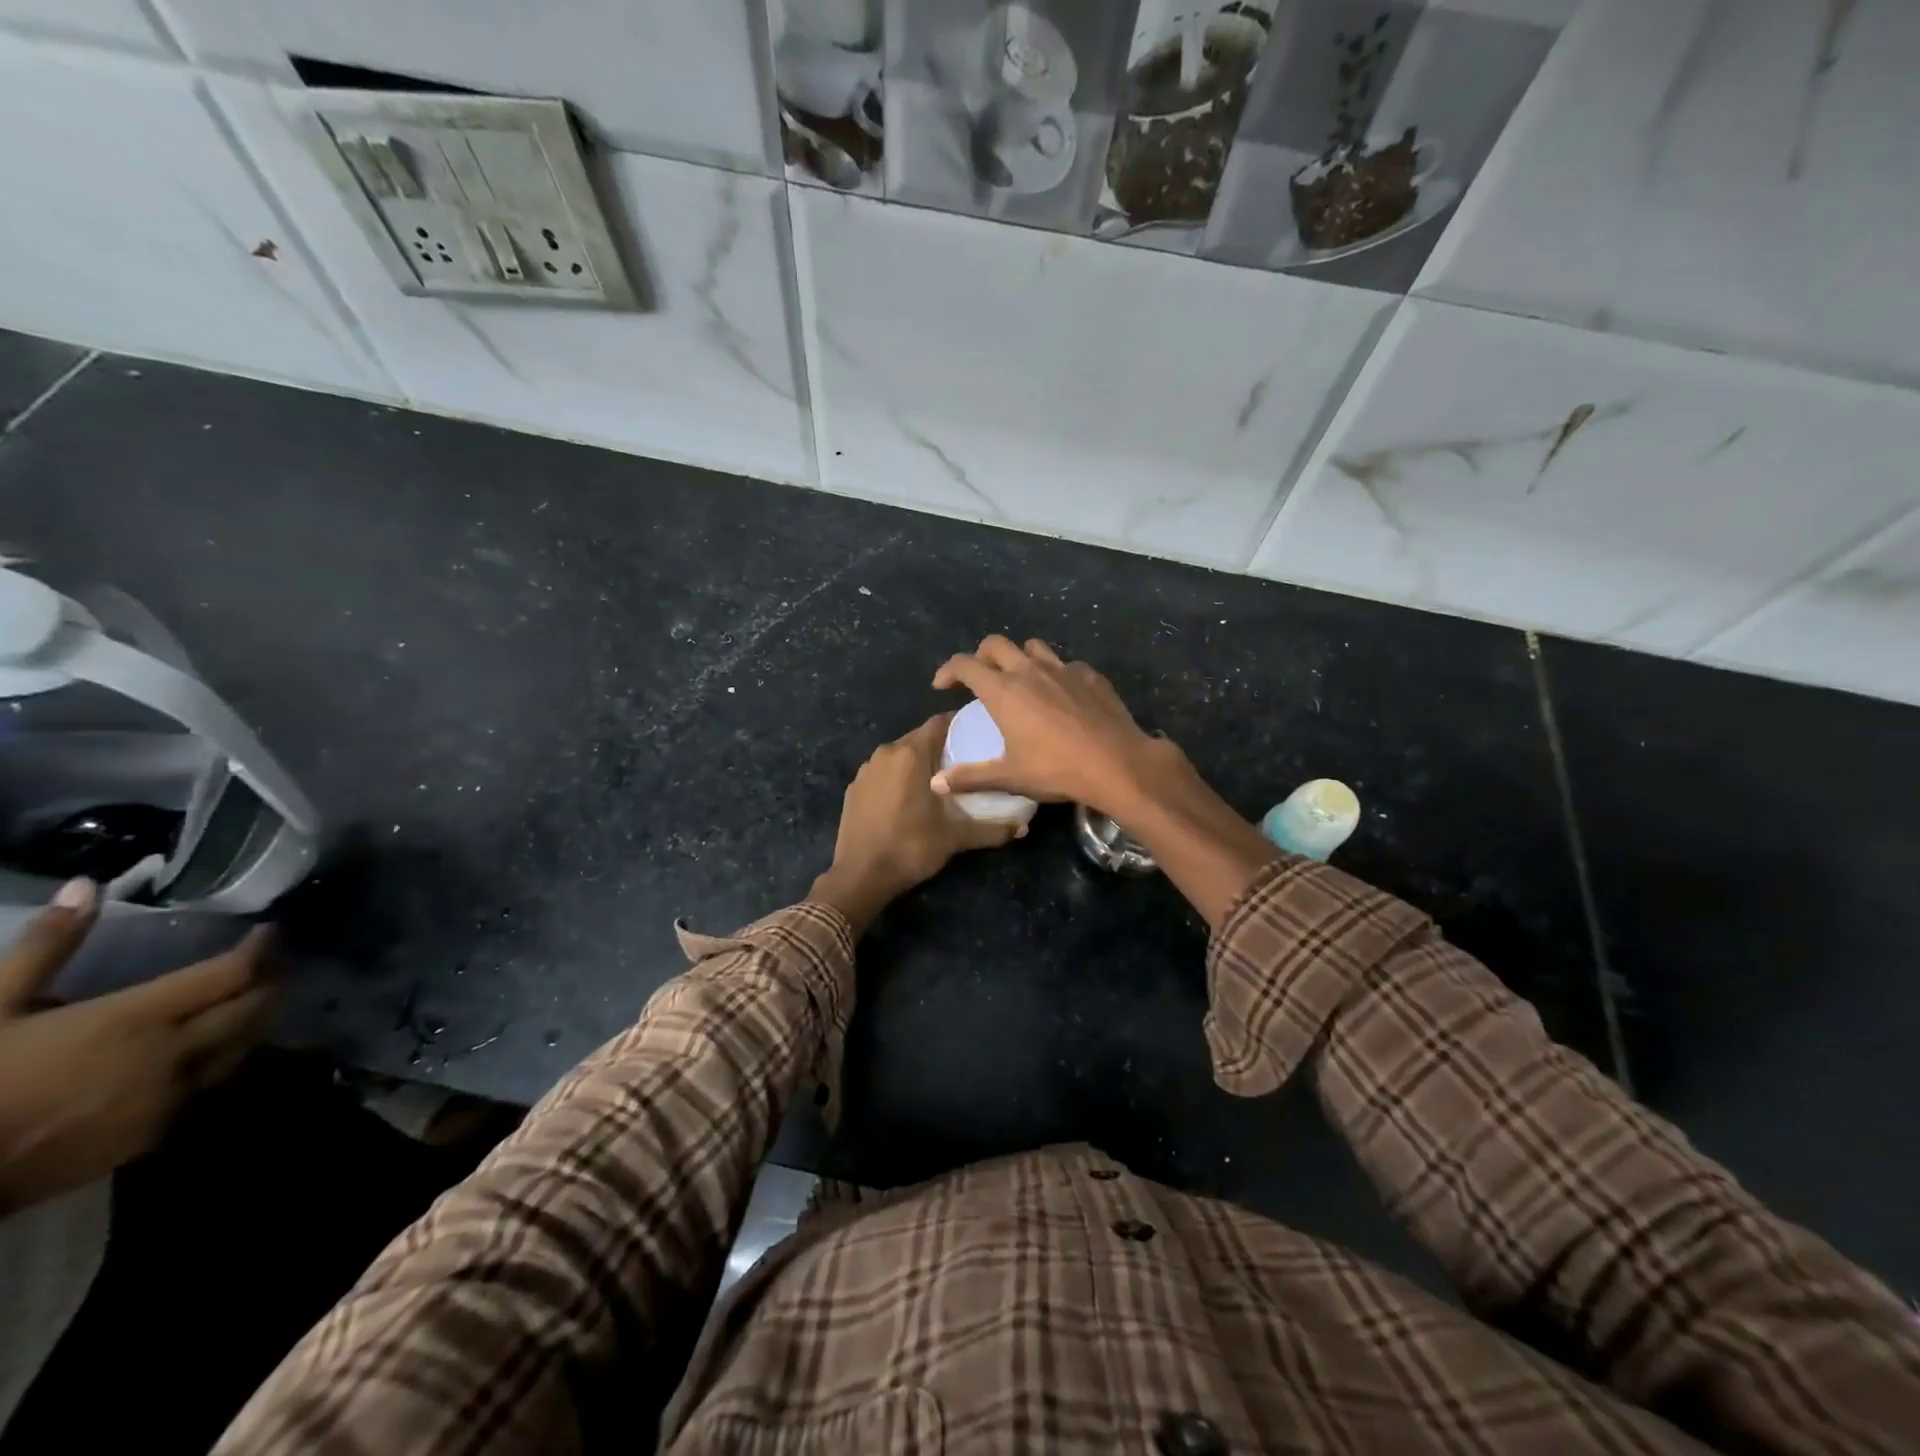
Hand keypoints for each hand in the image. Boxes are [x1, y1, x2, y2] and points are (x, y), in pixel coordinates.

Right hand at [0, 879, 277, 1215]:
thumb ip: (48, 945)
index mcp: (139, 1018)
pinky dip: (227, 1057)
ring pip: (244, 1046)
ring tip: (255, 996)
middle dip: (272, 980)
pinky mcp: (157, 1134)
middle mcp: (173, 1054)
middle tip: (274, 961)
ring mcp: (171, 1097)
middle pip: (254, 1008)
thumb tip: (86, 886)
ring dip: (258, 1018)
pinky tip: (215, 1046)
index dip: (260, 947)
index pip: (232, 973)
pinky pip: (213, 1084)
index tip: (269, 930)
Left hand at [811, 714, 1021, 932]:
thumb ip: (992, 829)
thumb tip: (1023, 828)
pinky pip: (883, 772)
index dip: (960, 725)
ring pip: (900, 755)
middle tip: (964, 762)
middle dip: (941, 746)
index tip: (978, 736)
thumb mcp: (956, 838)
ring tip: (939, 780)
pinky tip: (908, 798)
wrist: (860, 875)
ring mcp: (866, 769)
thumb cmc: (911, 847)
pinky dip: (897, 777)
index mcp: (911, 754)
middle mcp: (886, 752)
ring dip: (918, 762)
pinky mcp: (854, 787)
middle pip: (919, 737)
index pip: (940, 723)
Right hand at [930, 636, 1174, 816]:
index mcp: (1003, 691)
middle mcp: (1029, 671)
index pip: (965, 665)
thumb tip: (935, 783)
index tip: (942, 686)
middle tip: (978, 678)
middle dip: (980, 655)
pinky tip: (1061, 695)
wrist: (1117, 764)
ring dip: (1019, 657)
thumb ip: (970, 777)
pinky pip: (1066, 665)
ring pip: (1033, 647)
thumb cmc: (1056, 770)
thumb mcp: (1009, 777)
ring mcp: (1063, 669)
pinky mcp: (1090, 676)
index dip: (948, 670)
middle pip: (996, 644)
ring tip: (1019, 679)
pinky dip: (1055, 674)